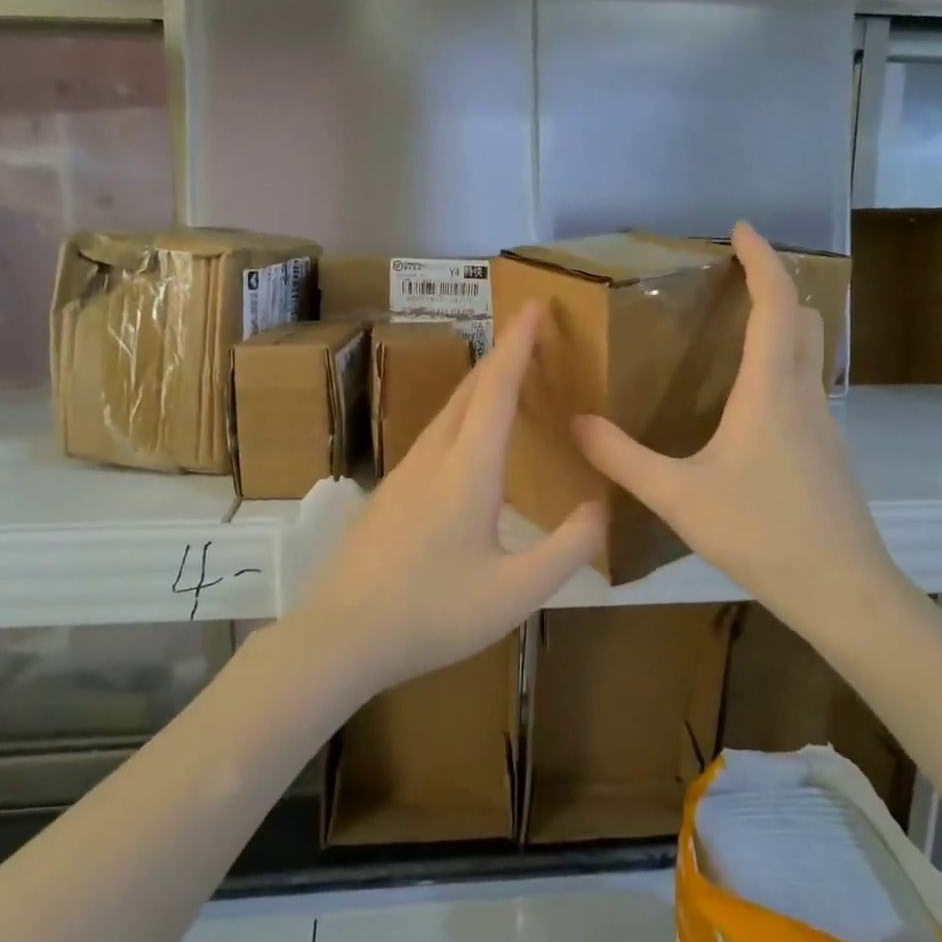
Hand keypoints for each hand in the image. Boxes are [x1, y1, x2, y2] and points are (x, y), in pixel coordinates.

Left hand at [295, 305, 605, 695]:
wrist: (341, 636)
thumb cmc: (433, 612)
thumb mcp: (516, 591)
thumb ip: (568, 548)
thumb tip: (600, 508)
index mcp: (468, 470)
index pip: (497, 389)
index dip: (518, 344)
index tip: (534, 304)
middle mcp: (432, 459)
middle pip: (468, 392)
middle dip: (500, 355)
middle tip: (528, 331)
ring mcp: (403, 475)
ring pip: (445, 413)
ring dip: (478, 385)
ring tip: (504, 376)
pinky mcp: (388, 496)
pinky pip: (432, 437)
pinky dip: (459, 417)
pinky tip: (464, 440)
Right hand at [573, 222, 902, 643]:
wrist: (842, 590)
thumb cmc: (761, 532)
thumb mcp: (677, 495)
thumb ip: (621, 457)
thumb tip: (576, 423)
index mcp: (771, 390)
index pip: (775, 304)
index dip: (762, 259)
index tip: (741, 229)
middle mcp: (804, 395)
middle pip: (805, 320)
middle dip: (776, 288)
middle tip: (735, 282)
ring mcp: (823, 425)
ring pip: (810, 356)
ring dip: (782, 329)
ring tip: (734, 336)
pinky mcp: (826, 454)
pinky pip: (805, 390)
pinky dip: (781, 370)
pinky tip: (746, 407)